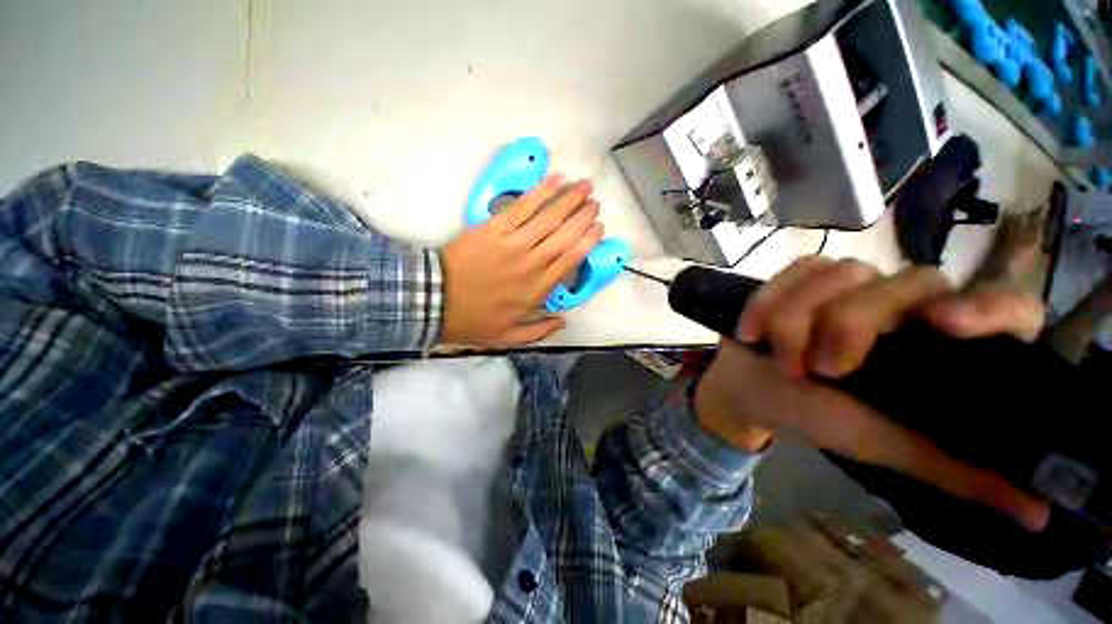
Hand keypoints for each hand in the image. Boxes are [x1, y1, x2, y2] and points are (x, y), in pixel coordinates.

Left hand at [440, 175, 603, 346]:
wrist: (434, 301)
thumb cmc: (473, 320)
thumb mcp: (509, 337)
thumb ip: (540, 331)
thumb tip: (565, 321)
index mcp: (537, 290)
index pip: (570, 260)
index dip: (588, 241)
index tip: (599, 227)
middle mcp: (531, 264)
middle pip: (565, 236)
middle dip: (583, 216)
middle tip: (595, 201)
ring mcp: (512, 244)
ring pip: (548, 218)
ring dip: (569, 199)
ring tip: (583, 185)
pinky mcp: (493, 229)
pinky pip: (521, 207)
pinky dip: (540, 192)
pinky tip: (554, 181)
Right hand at [695, 257, 1050, 530]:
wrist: (752, 390)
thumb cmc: (820, 418)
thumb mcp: (887, 446)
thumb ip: (956, 471)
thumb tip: (1039, 515)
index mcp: (940, 346)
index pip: (1004, 309)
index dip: (991, 309)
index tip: (946, 325)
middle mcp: (906, 305)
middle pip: (907, 283)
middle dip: (850, 324)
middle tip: (820, 370)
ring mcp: (850, 285)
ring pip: (840, 274)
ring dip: (796, 322)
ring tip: (782, 360)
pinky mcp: (800, 277)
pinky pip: (793, 272)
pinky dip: (767, 304)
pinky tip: (752, 332)